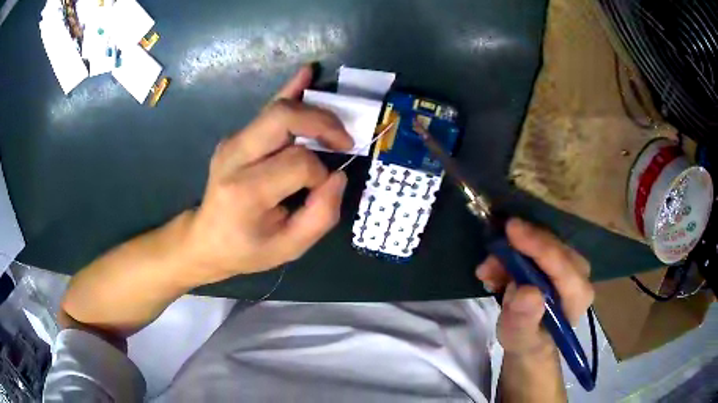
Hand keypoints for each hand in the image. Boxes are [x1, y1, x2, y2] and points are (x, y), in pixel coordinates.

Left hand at [181, 65, 353, 283]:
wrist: (205, 240)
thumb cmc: (247, 249)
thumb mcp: (289, 248)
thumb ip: (321, 215)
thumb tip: (339, 174)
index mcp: (246, 191)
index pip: (298, 163)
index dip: (321, 173)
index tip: (322, 188)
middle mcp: (235, 158)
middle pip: (283, 118)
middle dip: (322, 122)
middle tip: (343, 140)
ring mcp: (232, 143)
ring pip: (277, 109)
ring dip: (313, 109)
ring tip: (337, 122)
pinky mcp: (236, 138)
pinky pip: (267, 110)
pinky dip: (290, 90)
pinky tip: (307, 73)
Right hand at [476, 218, 593, 356]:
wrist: (529, 341)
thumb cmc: (527, 342)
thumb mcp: (520, 338)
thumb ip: (525, 318)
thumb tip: (527, 292)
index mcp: (578, 296)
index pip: (562, 264)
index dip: (538, 245)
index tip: (511, 229)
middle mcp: (580, 274)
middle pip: (553, 247)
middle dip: (519, 248)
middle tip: (489, 262)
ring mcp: (569, 264)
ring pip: (542, 242)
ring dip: (511, 253)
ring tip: (487, 273)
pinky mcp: (557, 259)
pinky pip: (536, 245)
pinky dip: (513, 253)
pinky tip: (496, 272)